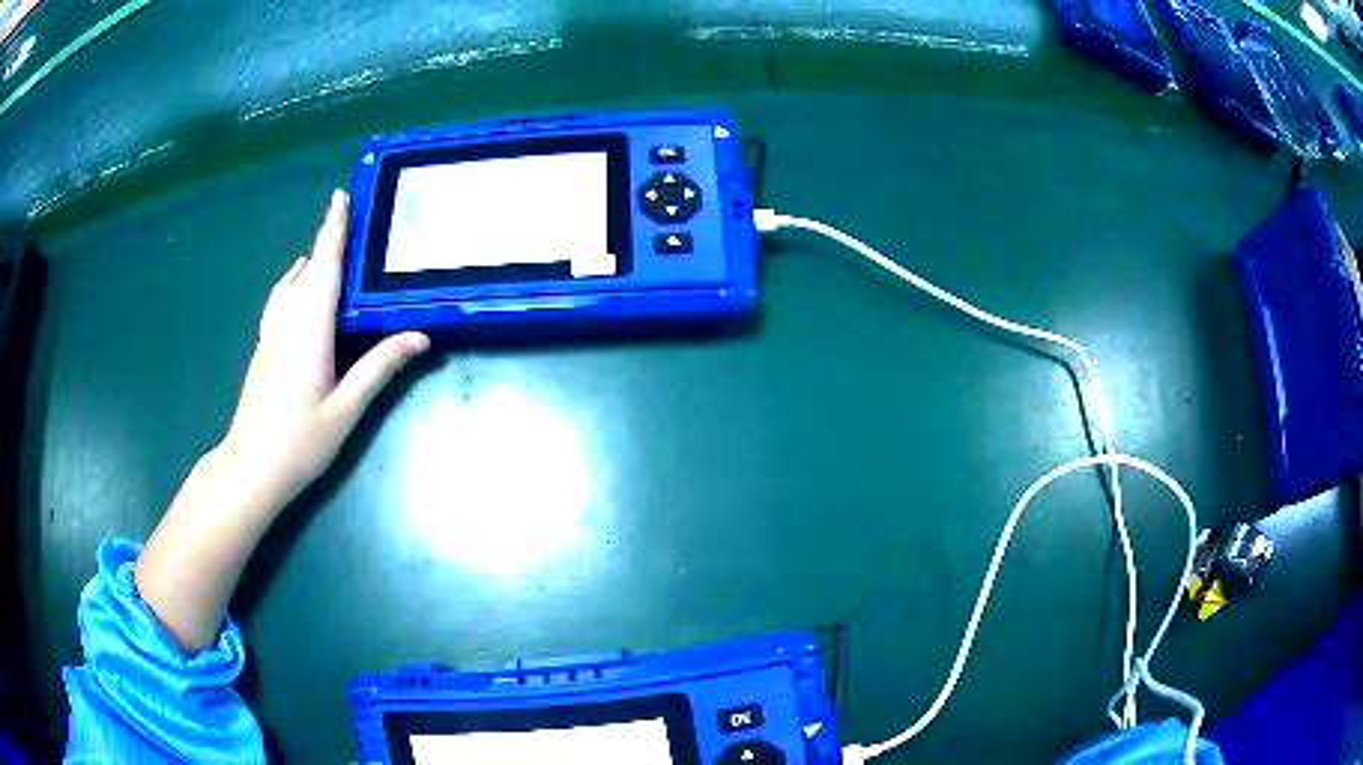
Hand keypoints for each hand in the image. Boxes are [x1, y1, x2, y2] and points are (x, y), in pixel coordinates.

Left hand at [136, 191, 427, 651]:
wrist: (250, 468)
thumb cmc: (299, 442)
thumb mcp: (345, 409)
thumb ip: (379, 368)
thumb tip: (419, 335)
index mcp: (309, 328)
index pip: (324, 266)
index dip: (333, 228)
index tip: (343, 193)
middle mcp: (287, 321)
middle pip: (309, 269)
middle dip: (327, 238)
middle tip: (352, 217)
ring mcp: (270, 334)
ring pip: (290, 283)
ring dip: (309, 260)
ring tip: (328, 249)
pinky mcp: (263, 348)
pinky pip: (280, 300)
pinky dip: (293, 282)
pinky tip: (297, 288)